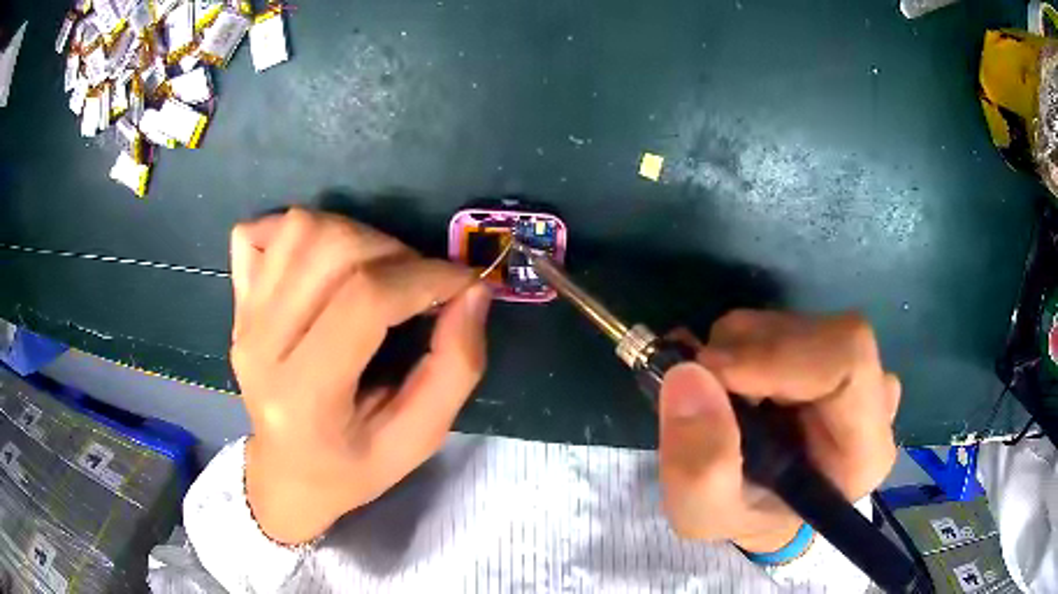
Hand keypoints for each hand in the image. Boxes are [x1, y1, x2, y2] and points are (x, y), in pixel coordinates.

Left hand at [229, 208, 491, 543]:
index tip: (464, 282)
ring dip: (356, 235)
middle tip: (420, 284)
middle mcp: (261, 346)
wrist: (287, 473)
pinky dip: (297, 230)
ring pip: (300, 229)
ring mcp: (243, 318)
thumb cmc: (353, 467)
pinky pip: (258, 230)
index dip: (426, 278)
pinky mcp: (238, 302)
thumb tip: (474, 291)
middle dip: (395, 253)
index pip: (365, 301)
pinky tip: (322, 260)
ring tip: (379, 271)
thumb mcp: (418, 439)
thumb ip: (455, 368)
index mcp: (304, 397)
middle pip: (331, 250)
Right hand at [658, 311, 899, 553]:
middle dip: (748, 354)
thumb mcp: (704, 514)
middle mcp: (873, 400)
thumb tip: (688, 374)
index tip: (714, 374)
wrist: (759, 503)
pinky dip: (739, 344)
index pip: (848, 360)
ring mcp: (855, 369)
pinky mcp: (827, 350)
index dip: (780, 354)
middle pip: (820, 335)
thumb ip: (699, 466)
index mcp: (863, 451)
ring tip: (716, 400)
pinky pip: (783, 323)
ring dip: (736, 350)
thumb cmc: (742, 516)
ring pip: (795, 323)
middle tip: (703, 390)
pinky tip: (731, 386)